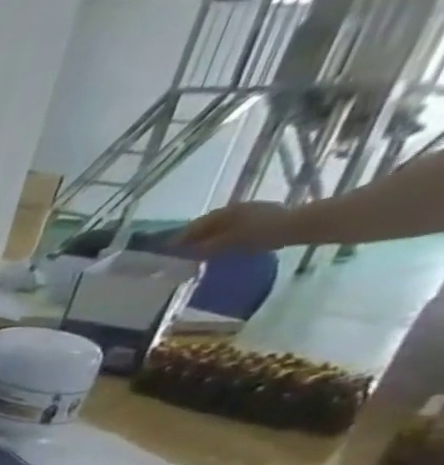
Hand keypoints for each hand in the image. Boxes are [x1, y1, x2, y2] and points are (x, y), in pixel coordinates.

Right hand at [174, 201, 300, 253]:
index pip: (193, 226)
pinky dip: (221, 239)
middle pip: (206, 226)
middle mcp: (234, 209)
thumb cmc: (262, 232)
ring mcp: (248, 213)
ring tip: (197, 253)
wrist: (301, 226)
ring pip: (219, 228)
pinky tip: (220, 248)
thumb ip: (205, 248)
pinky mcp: (260, 219)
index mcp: (224, 213)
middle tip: (178, 253)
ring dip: (206, 239)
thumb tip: (183, 254)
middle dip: (192, 238)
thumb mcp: (229, 242)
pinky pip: (231, 230)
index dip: (178, 239)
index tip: (165, 251)